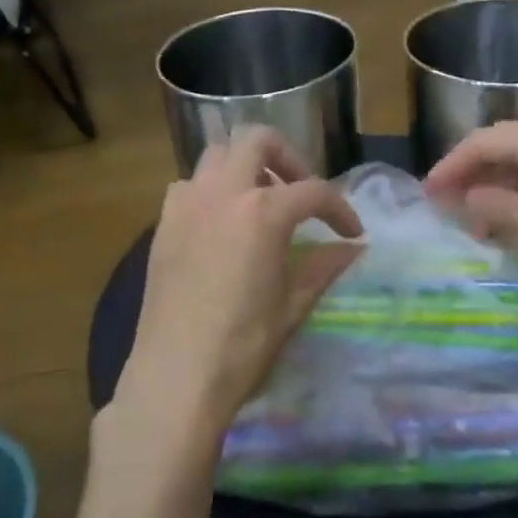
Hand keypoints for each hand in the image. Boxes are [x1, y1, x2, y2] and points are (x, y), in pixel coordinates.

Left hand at [120, 128, 363, 442]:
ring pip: (217, 154)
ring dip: (245, 167)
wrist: (175, 377)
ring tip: (260, 202)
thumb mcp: (293, 304)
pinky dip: (210, 189)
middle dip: (288, 157)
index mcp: (263, 211)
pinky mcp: (163, 224)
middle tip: (300, 192)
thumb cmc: (243, 344)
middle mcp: (223, 192)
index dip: (340, 209)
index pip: (314, 192)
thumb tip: (354, 248)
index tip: (353, 232)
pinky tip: (221, 223)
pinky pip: (189, 185)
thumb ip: (324, 265)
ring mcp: (187, 204)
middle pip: (258, 140)